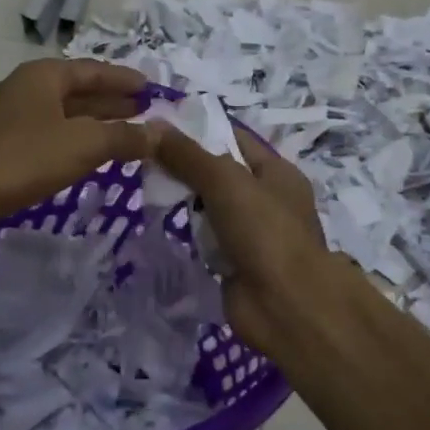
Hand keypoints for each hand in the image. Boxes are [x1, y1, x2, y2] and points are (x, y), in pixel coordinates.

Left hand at [0, 58, 152, 241]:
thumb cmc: (18, 158)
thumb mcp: (81, 145)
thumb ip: (124, 138)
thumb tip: (161, 133)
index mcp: (46, 77)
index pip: (95, 71)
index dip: (125, 80)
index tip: (152, 89)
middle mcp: (29, 91)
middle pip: (80, 92)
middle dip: (113, 102)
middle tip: (146, 112)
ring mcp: (13, 121)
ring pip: (65, 118)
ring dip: (96, 126)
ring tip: (126, 136)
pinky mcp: (3, 150)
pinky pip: (51, 140)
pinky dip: (76, 145)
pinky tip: (88, 159)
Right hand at [151, 123, 370, 368]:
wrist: (285, 304)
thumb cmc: (264, 231)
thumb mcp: (225, 182)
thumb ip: (188, 155)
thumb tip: (152, 125)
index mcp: (277, 172)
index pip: (235, 139)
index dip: (200, 130)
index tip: (159, 126)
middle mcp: (268, 199)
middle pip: (221, 174)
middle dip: (187, 168)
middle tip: (144, 159)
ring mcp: (253, 234)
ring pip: (212, 208)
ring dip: (188, 204)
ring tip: (149, 190)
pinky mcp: (237, 263)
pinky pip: (209, 240)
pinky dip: (192, 236)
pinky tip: (166, 227)